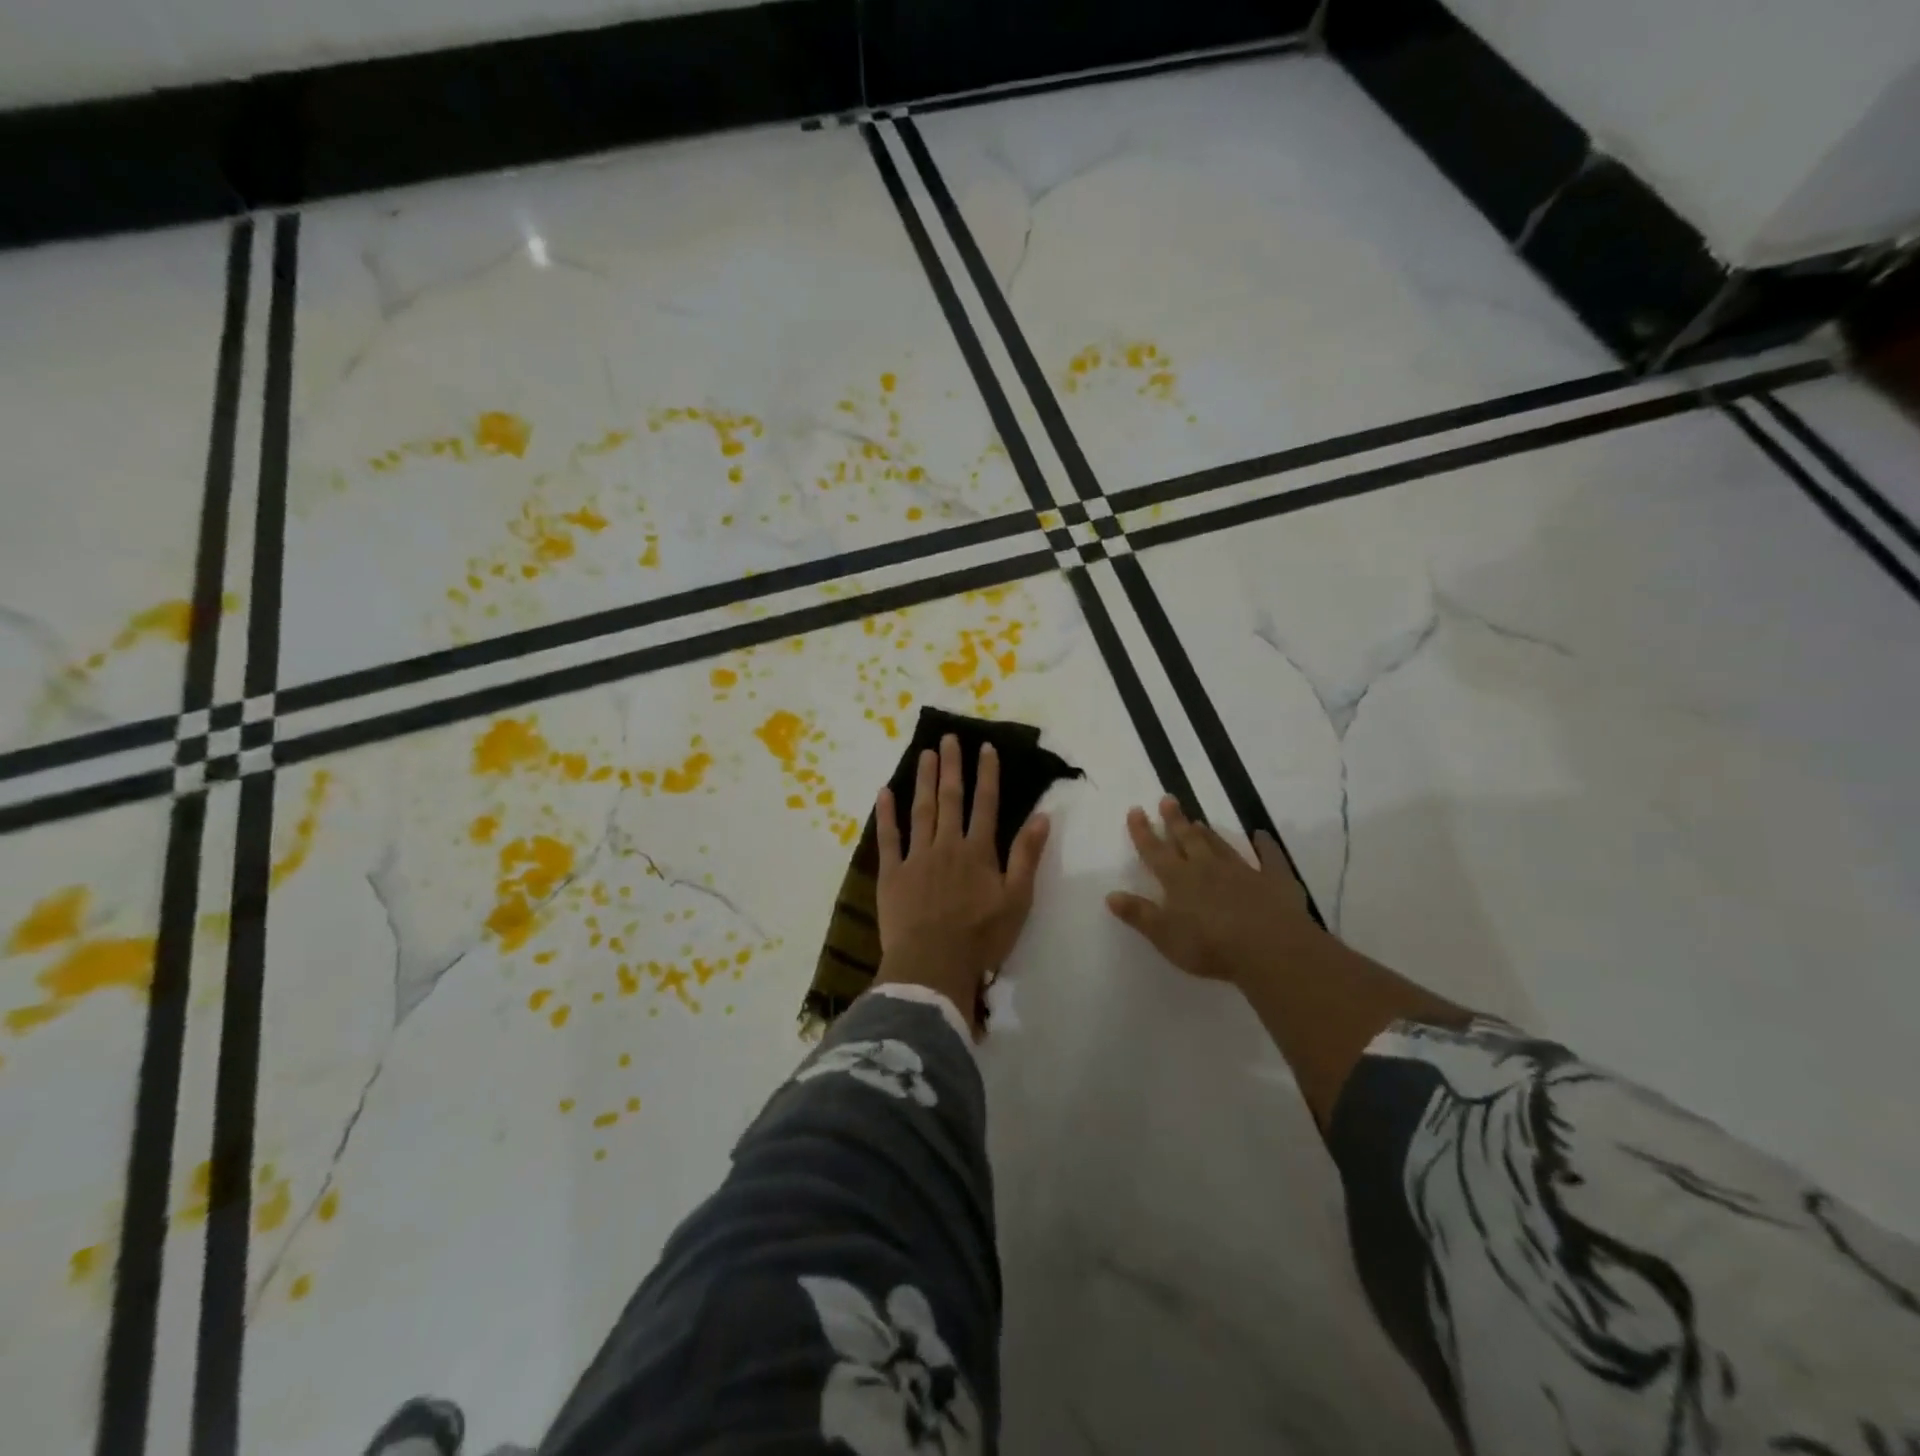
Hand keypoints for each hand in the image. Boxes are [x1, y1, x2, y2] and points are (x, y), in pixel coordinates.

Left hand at [874, 735, 1051, 1029]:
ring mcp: (917, 857)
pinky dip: (886, 814)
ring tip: (925, 755)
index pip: (986, 804)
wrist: (932, 965)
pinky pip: (889, 838)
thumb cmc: (981, 938)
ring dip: (924, 781)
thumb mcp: (1017, 900)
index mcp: (978, 852)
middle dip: (951, 767)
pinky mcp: (892, 874)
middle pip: (951, 799)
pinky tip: (884, 792)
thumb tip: (1042, 816)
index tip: (985, 747)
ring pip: (921, 811)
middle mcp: (947, 846)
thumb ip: (1026, 856)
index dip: (987, 774)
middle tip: (948, 739)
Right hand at [1106, 796, 1319, 986]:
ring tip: (1199, 820)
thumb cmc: (1209, 946)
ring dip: (1208, 833)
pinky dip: (1265, 845)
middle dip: (1175, 820)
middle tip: (1168, 799)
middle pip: (1188, 839)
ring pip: (1220, 845)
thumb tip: (1110, 895)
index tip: (1136, 810)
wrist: (1268, 949)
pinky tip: (1262, 835)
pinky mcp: (1274, 880)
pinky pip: (1269, 857)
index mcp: (1179, 880)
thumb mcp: (1164, 935)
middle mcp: (1207, 868)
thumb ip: (1139, 914)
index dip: (1143, 831)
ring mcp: (1242, 871)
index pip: (1155, 851)